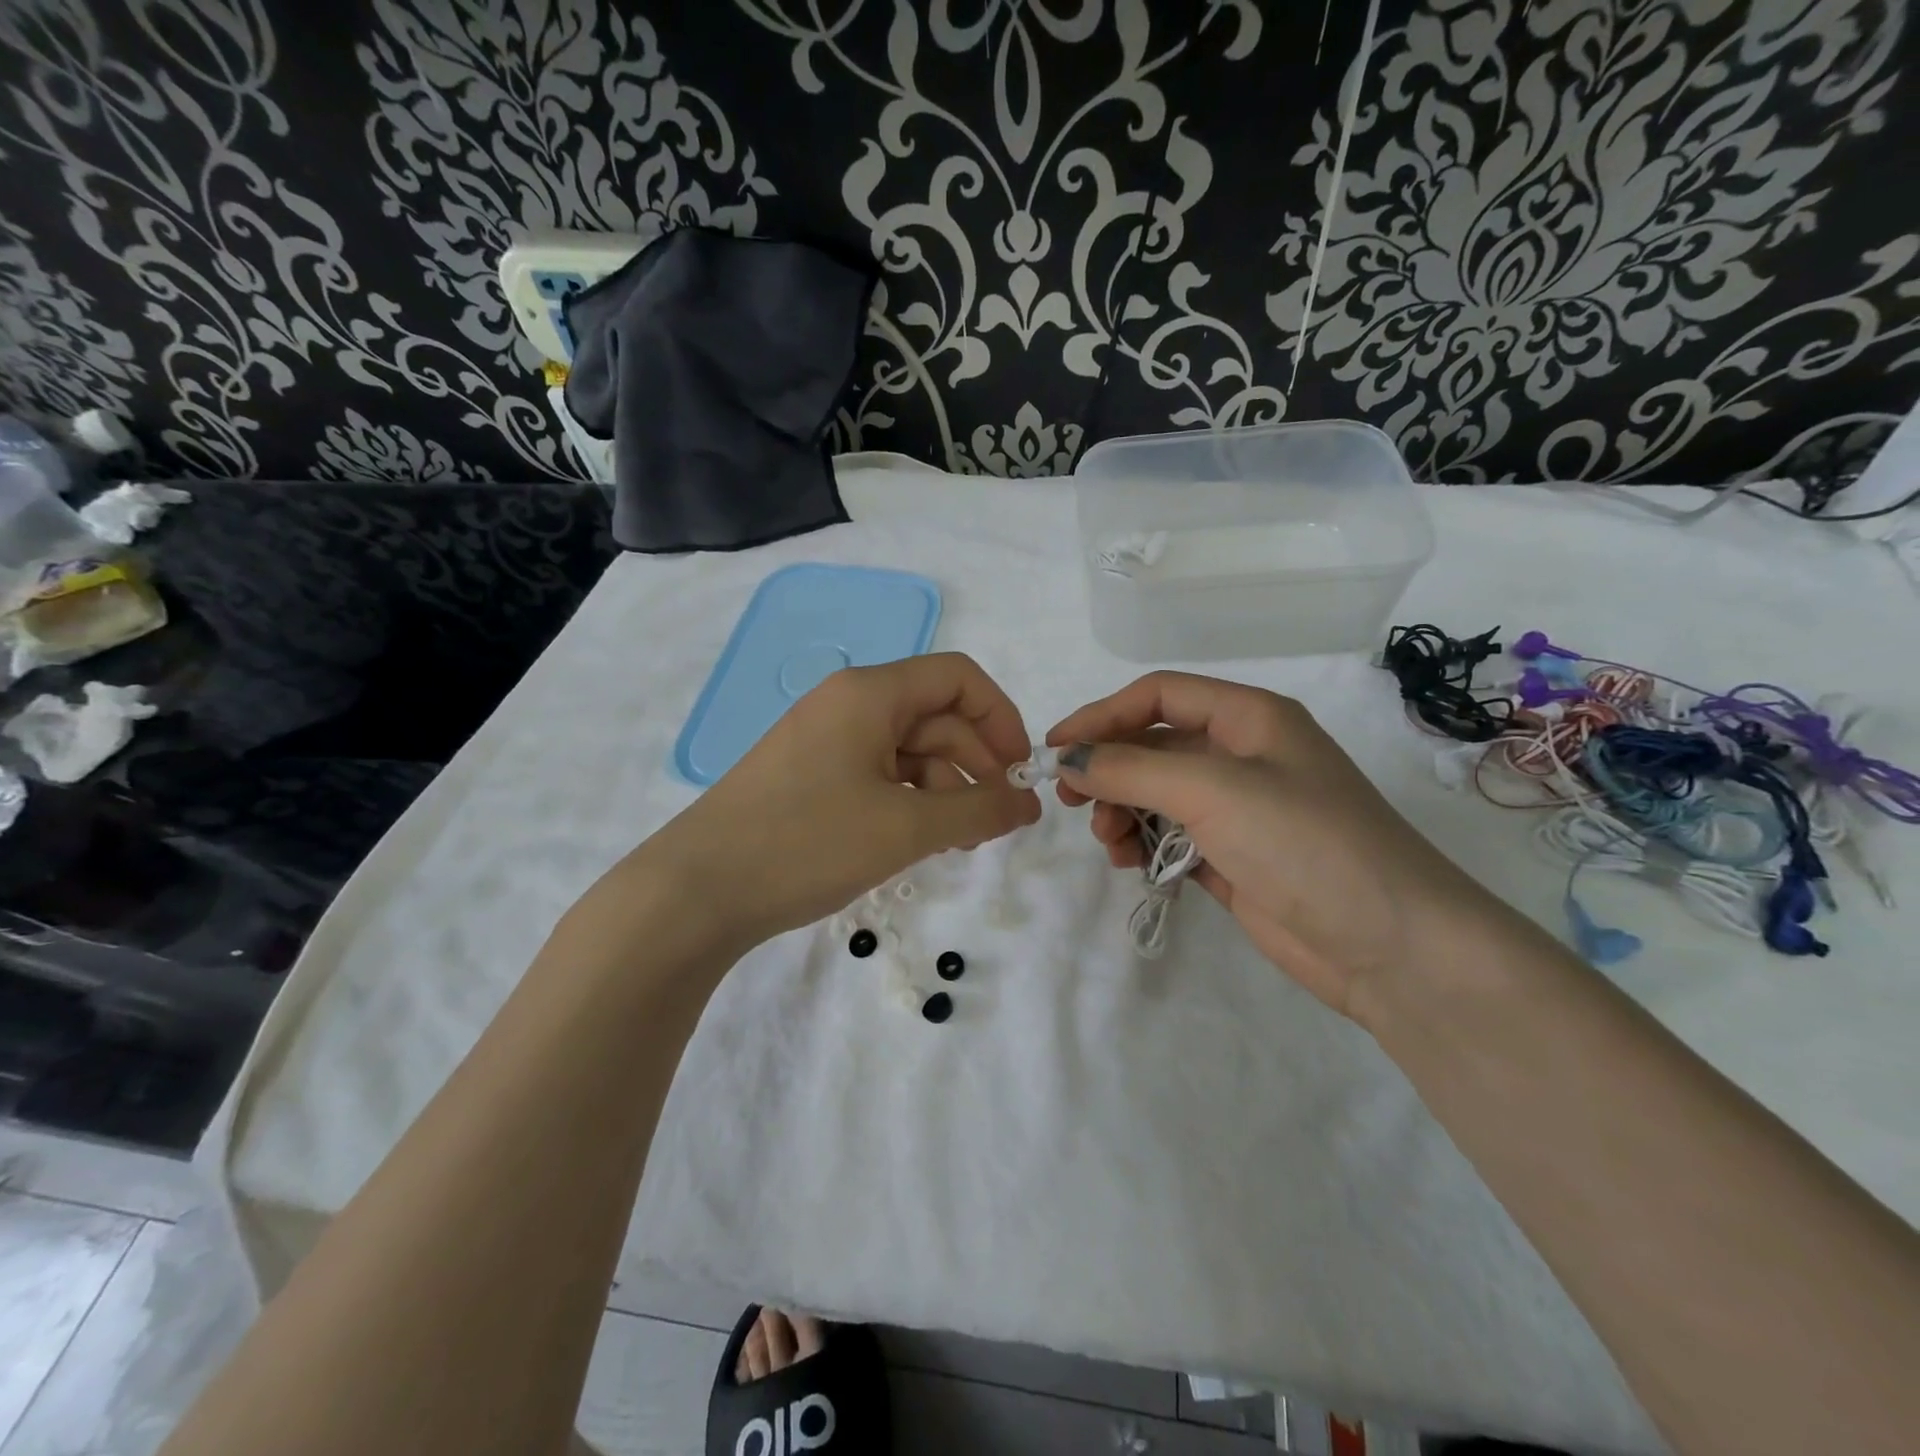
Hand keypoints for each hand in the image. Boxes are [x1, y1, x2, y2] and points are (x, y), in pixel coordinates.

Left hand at [649, 653, 1041, 948]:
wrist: (696, 891)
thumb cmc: (806, 843)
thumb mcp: (905, 827)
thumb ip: (978, 810)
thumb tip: (1028, 803)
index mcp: (870, 693)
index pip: (958, 678)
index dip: (1000, 718)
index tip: (1021, 773)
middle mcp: (848, 704)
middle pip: (936, 717)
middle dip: (976, 764)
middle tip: (998, 823)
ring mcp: (826, 741)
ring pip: (908, 751)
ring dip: (945, 789)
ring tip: (960, 842)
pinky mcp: (811, 776)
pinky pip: (878, 775)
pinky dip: (909, 802)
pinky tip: (919, 840)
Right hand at [1049, 672, 1516, 1019]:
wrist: (1392, 947)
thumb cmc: (1304, 843)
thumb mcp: (1211, 790)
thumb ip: (1131, 769)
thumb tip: (1069, 760)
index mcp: (1249, 718)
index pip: (1158, 695)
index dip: (1101, 715)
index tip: (1055, 749)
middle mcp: (1244, 756)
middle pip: (1154, 745)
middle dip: (1109, 769)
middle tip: (1071, 801)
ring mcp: (1241, 810)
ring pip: (1158, 794)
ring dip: (1123, 811)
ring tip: (1109, 842)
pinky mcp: (1235, 858)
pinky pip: (1172, 837)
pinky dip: (1145, 845)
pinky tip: (1131, 864)